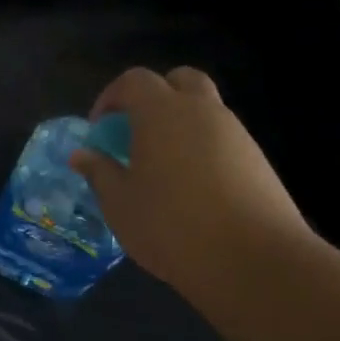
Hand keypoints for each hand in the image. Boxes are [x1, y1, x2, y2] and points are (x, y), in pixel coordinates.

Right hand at [69, 67, 317, 306]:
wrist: (255, 260)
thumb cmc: (172, 226)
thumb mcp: (120, 204)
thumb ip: (99, 172)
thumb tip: (82, 154)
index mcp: (162, 112)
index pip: (133, 80)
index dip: (111, 97)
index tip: (98, 129)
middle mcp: (202, 111)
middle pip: (179, 80)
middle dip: (154, 96)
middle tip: (135, 132)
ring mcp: (236, 133)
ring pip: (205, 109)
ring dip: (180, 124)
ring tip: (161, 167)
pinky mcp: (257, 160)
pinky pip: (222, 139)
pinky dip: (202, 148)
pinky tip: (193, 188)